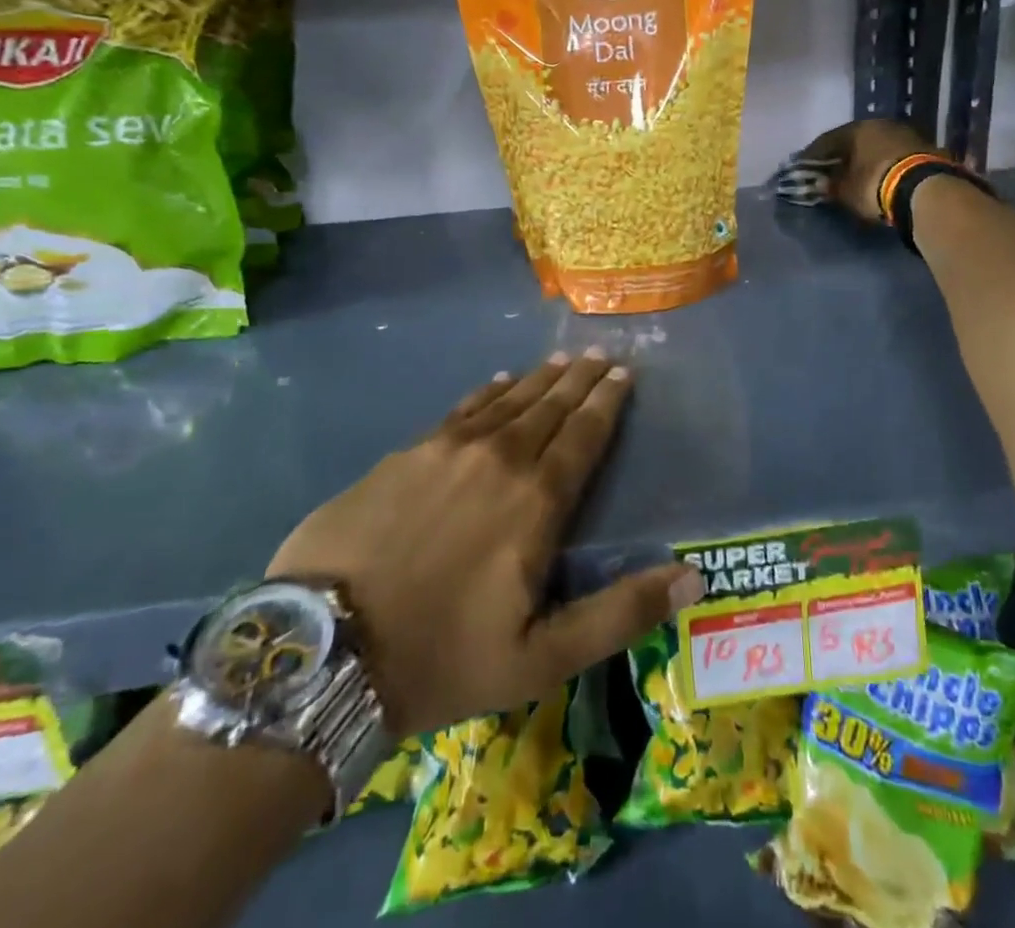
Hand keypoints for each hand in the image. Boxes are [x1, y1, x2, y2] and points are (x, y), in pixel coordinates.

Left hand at [266, 349, 704, 735]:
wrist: (321, 651)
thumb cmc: (442, 659)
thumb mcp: (542, 658)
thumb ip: (620, 613)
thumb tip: (693, 574)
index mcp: (536, 501)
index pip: (584, 436)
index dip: (606, 403)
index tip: (623, 374)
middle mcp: (499, 459)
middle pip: (549, 408)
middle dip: (579, 380)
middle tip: (600, 355)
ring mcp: (447, 450)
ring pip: (508, 401)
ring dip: (539, 380)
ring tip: (561, 360)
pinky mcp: (405, 453)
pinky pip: (462, 409)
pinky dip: (488, 391)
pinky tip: (498, 380)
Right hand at [797, 118, 951, 223]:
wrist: (925, 190)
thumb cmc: (875, 185)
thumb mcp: (846, 190)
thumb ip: (831, 185)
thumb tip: (821, 183)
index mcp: (857, 128)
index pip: (827, 140)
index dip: (813, 156)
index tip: (804, 168)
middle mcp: (880, 124)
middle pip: (854, 140)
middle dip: (842, 156)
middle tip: (831, 171)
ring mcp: (905, 133)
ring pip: (876, 146)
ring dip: (865, 159)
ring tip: (856, 175)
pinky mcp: (925, 148)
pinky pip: (894, 155)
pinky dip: (884, 164)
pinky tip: (880, 177)